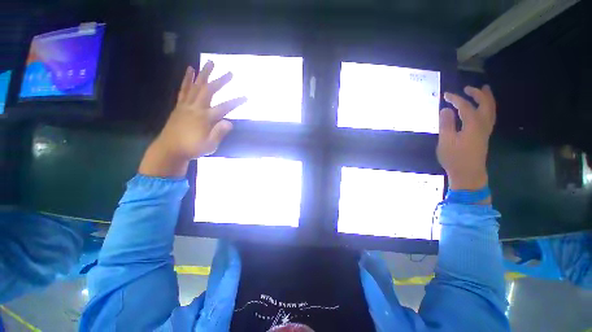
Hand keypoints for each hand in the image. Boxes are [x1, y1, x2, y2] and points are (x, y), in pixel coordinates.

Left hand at [139, 62, 246, 176]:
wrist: (170, 150)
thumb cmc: (192, 148)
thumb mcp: (210, 146)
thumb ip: (219, 133)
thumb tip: (230, 122)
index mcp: (205, 118)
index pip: (224, 108)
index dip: (236, 102)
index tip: (246, 97)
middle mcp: (196, 108)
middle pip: (209, 91)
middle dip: (220, 81)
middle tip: (230, 73)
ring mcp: (186, 105)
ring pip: (196, 86)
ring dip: (204, 74)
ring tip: (210, 63)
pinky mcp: (179, 106)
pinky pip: (183, 90)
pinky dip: (187, 79)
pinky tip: (190, 70)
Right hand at [437, 85, 495, 190]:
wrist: (468, 173)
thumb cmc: (455, 158)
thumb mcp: (446, 141)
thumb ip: (446, 124)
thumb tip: (445, 109)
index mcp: (473, 125)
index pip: (466, 106)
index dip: (456, 99)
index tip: (446, 95)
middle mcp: (483, 125)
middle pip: (485, 104)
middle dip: (478, 94)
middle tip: (468, 88)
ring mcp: (486, 130)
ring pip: (491, 110)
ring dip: (487, 98)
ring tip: (484, 90)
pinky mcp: (484, 135)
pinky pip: (490, 116)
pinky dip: (487, 107)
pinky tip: (483, 108)